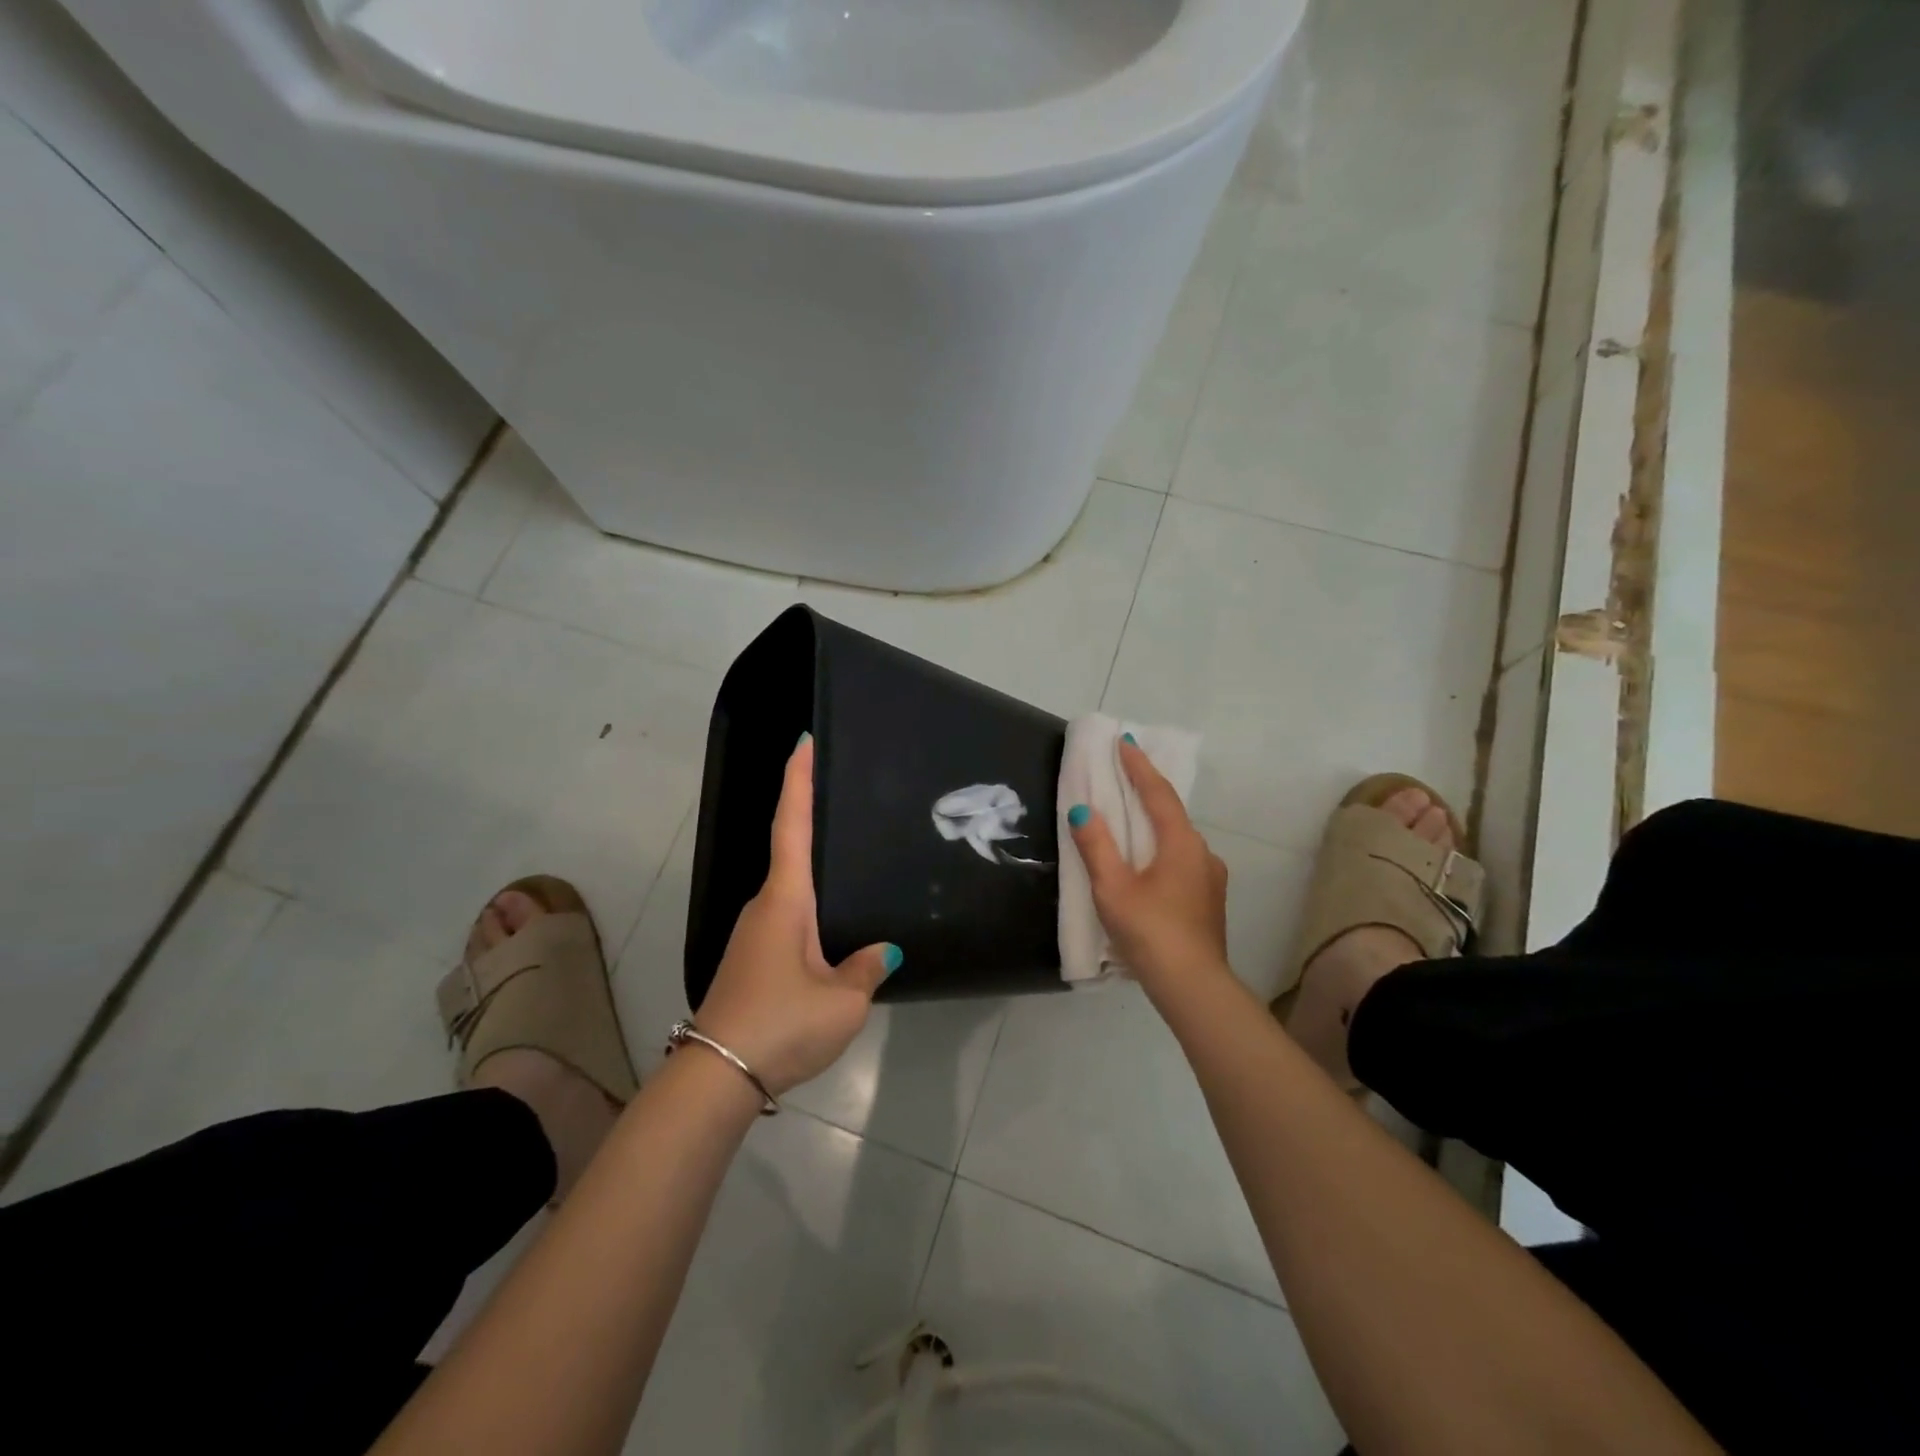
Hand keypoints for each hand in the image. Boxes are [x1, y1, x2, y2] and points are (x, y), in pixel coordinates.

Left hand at [693, 736, 898, 1096]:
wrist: (716, 1076)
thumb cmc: (781, 1024)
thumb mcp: (841, 1001)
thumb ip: (865, 969)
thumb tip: (882, 951)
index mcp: (786, 901)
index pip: (793, 826)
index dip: (798, 782)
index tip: (803, 743)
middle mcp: (764, 907)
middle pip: (789, 850)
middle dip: (810, 818)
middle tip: (846, 796)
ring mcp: (753, 934)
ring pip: (790, 890)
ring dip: (814, 872)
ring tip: (852, 862)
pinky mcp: (751, 960)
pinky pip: (787, 919)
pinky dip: (809, 908)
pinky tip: (832, 928)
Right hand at [1068, 740, 1230, 997]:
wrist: (1192, 986)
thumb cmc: (1150, 931)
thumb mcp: (1113, 888)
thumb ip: (1096, 846)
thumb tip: (1083, 810)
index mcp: (1180, 843)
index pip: (1158, 793)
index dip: (1139, 767)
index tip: (1125, 742)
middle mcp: (1202, 853)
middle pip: (1171, 813)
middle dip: (1147, 792)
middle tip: (1123, 774)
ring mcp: (1210, 878)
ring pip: (1178, 840)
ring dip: (1154, 824)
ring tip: (1130, 820)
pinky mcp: (1208, 900)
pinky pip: (1181, 861)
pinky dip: (1161, 850)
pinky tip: (1147, 865)